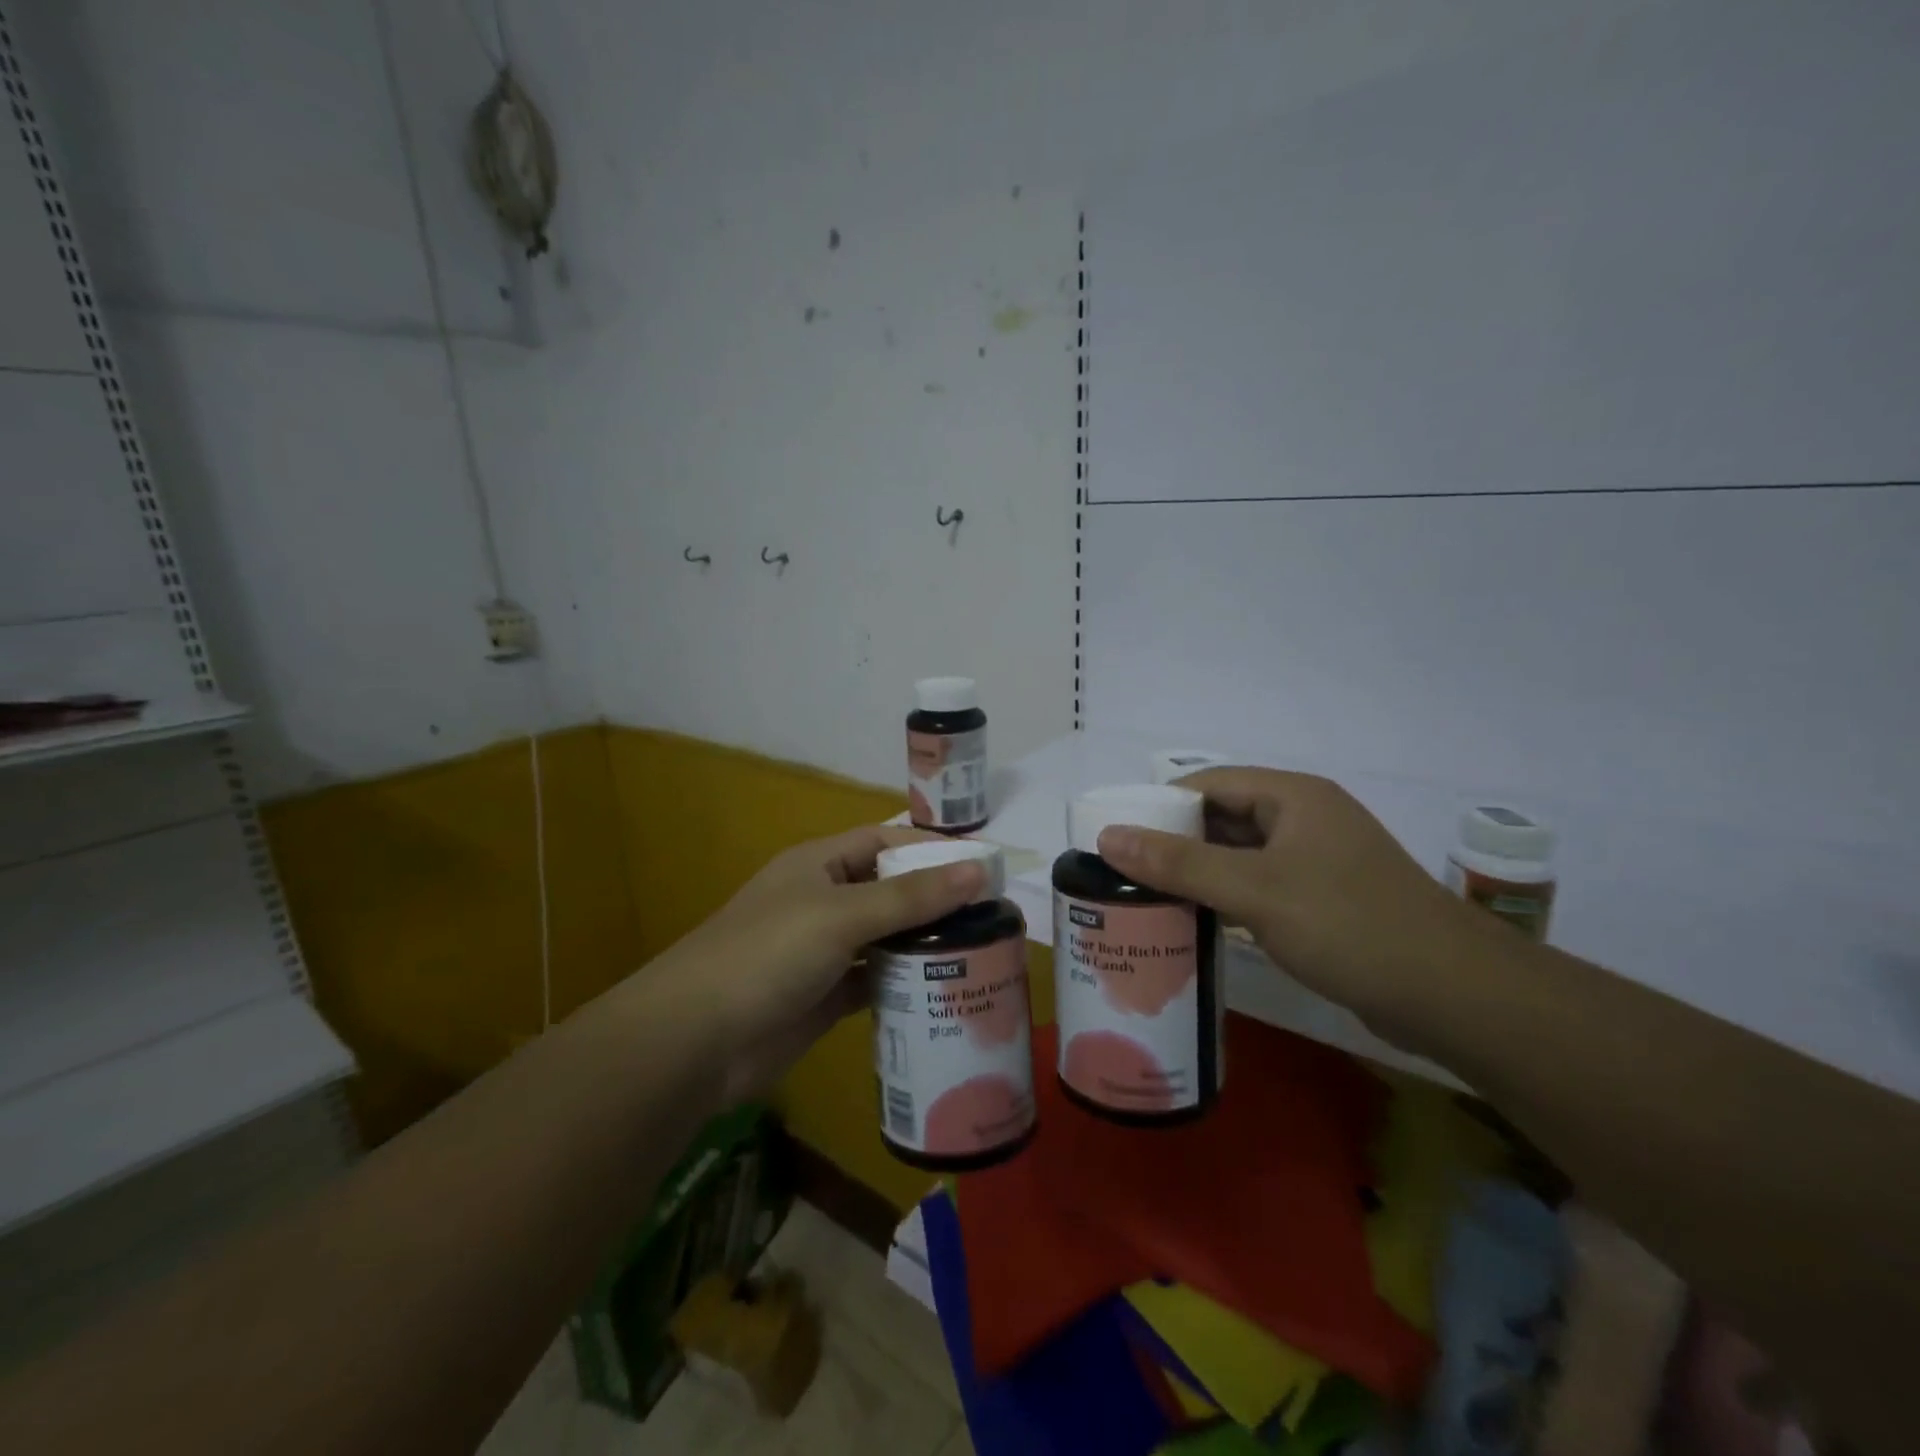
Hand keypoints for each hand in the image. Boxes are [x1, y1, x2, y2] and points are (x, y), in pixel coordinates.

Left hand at [639, 826, 985, 1106]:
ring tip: (982, 953)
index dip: (933, 849)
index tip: (985, 866)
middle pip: (891, 890)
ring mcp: (824, 951)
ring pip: (886, 938)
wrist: (696, 1041)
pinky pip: (876, 981)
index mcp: (820, 864)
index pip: (886, 842)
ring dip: (925, 945)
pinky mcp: (825, 996)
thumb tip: (980, 869)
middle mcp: (824, 900)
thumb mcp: (841, 915)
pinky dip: (906, 984)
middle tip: (994, 917)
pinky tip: (945, 992)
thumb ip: (911, 896)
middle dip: (936, 901)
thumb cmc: (767, 955)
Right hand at [1094, 767, 1483, 1043]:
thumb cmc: (1349, 926)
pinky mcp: (1322, 900)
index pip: (1207, 783)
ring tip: (1143, 896)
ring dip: (1197, 873)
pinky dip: (1224, 898)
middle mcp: (1303, 819)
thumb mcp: (1254, 890)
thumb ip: (1179, 862)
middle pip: (1221, 818)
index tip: (1116, 836)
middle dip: (1173, 841)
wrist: (1454, 996)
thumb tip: (1108, 836)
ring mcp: (1315, 861)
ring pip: (1239, 855)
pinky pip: (1258, 886)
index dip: (1158, 805)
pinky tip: (1193, 921)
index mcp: (1292, 797)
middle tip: (1121, 871)